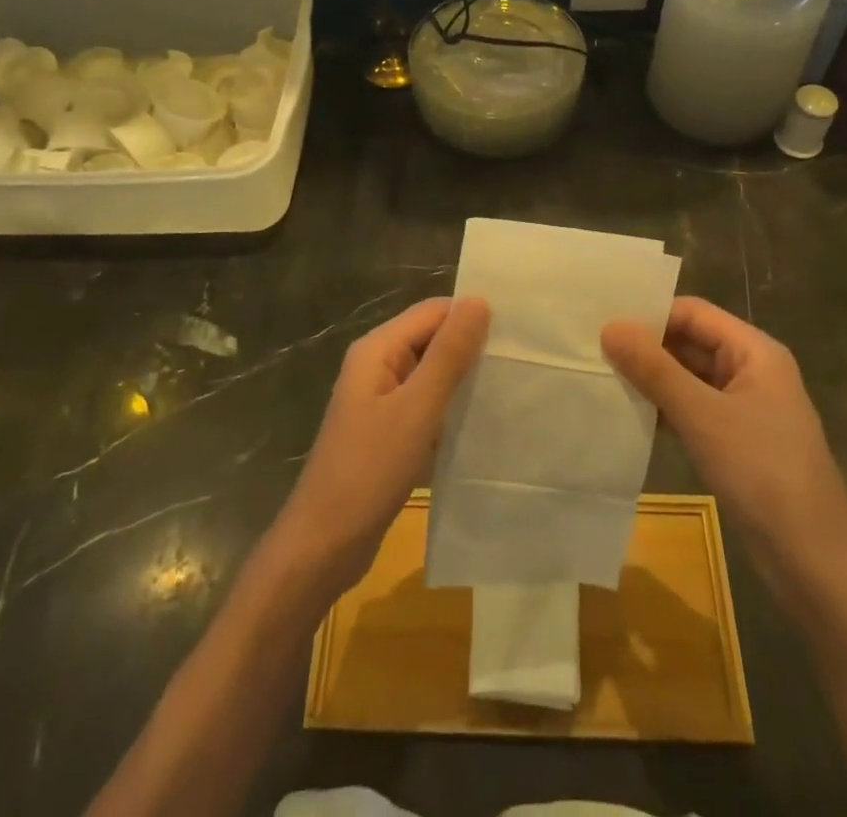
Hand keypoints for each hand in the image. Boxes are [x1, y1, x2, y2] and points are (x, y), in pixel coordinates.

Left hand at [279, 297, 488, 594]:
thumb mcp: (416, 409)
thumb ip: (448, 354)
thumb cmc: (369, 470)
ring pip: (431, 373)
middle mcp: (377, 365)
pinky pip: (426, 404)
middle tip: (522, 360)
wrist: (324, 545)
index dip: (471, 315)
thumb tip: (479, 300)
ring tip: (511, 387)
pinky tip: (482, 422)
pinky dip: (451, 407)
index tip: (517, 331)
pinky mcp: (388, 430)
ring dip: (464, 379)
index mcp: (378, 349)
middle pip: (431, 338)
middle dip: (471, 346)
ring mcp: (380, 399)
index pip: (433, 311)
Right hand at [602, 297, 846, 600]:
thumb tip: (609, 327)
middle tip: (594, 352)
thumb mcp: (703, 416)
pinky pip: (694, 410)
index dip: (651, 315)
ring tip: (603, 380)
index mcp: (755, 351)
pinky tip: (632, 417)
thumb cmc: (763, 473)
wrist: (816, 563)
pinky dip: (666, 409)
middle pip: (691, 342)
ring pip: (690, 378)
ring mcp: (746, 408)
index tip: (605, 326)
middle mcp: (752, 371)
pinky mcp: (737, 442)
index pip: (693, 312)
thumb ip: (654, 369)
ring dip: (653, 380)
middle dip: (647, 348)